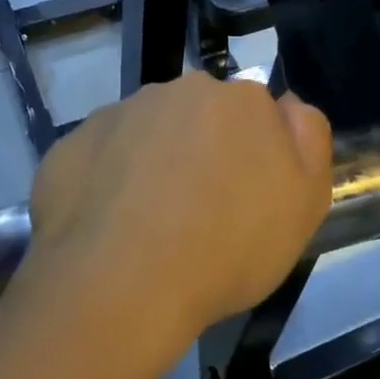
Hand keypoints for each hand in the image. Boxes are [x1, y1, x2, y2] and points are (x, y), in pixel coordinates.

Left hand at [21, 73, 333, 368]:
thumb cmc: (229, 247)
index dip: (254, 154)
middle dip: (203, 150)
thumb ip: (309, 138)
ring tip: (150, 225)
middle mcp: (177, 91)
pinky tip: (110, 227)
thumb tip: (288, 104)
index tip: (247, 197)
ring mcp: (118, 114)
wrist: (121, 287)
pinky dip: (108, 181)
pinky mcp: (70, 145)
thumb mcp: (305, 202)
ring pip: (147, 133)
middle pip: (199, 117)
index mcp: (238, 99)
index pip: (256, 113)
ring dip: (154, 163)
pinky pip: (101, 157)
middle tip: (200, 212)